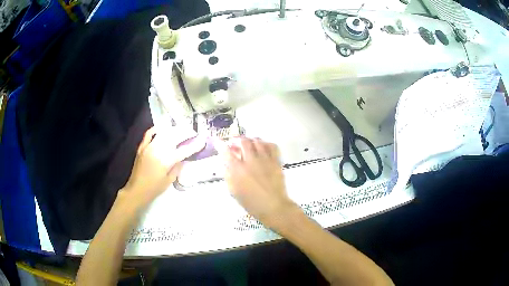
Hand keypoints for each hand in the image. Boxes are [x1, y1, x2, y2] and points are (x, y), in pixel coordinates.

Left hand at [121, 126, 205, 207]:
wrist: (136, 190)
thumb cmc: (154, 188)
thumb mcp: (169, 180)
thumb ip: (177, 167)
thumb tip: (183, 158)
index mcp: (166, 160)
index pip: (184, 150)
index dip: (195, 145)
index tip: (202, 140)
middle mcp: (158, 150)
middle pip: (174, 137)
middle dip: (185, 133)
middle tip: (192, 132)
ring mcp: (148, 147)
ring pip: (163, 133)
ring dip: (173, 130)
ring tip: (180, 129)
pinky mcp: (142, 147)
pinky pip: (149, 134)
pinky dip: (156, 129)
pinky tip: (162, 128)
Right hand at [217, 137, 296, 226]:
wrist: (273, 206)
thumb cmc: (251, 202)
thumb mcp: (234, 191)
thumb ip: (228, 175)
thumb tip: (226, 164)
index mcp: (238, 170)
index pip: (226, 152)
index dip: (220, 145)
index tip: (218, 141)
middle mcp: (250, 161)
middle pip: (243, 141)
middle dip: (237, 140)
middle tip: (235, 143)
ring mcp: (265, 159)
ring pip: (257, 141)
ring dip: (250, 140)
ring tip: (248, 144)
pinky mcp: (276, 161)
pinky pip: (272, 146)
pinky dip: (266, 144)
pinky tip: (263, 147)